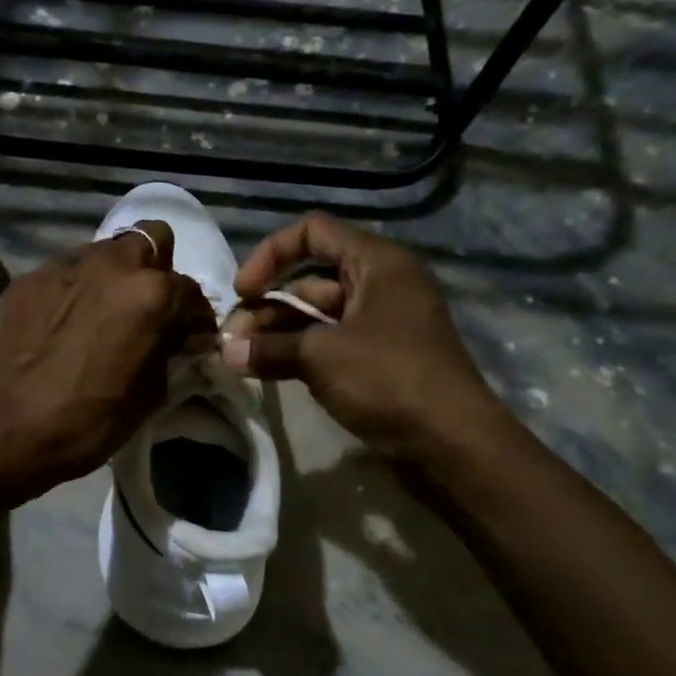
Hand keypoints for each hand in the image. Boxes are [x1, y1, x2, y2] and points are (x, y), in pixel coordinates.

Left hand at [0, 220, 216, 498]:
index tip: (190, 338)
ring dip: (115, 275)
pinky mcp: (30, 278)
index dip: (195, 318)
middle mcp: (110, 264)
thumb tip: (182, 336)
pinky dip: (77, 290)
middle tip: (149, 309)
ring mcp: (65, 265)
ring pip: (105, 251)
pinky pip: (67, 272)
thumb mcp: (151, 392)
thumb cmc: (91, 420)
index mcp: (149, 291)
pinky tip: (67, 322)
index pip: (190, 291)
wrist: (10, 429)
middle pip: (150, 241)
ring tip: (106, 311)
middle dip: (157, 270)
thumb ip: (171, 351)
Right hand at [220, 213, 509, 470]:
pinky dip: (296, 354)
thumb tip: (224, 352)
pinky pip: (327, 345)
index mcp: (377, 263)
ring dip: (276, 333)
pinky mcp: (376, 360)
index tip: (243, 291)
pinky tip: (263, 370)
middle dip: (266, 306)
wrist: (450, 442)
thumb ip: (269, 348)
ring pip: (315, 317)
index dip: (271, 254)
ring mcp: (378, 325)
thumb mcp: (322, 356)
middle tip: (232, 338)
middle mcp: (379, 285)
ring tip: (239, 358)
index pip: (314, 233)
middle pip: (310, 280)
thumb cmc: (389, 379)